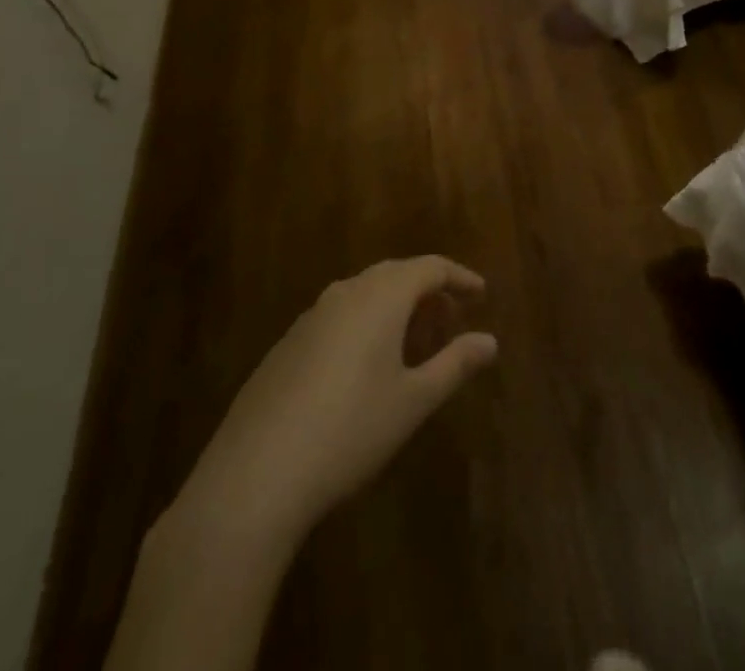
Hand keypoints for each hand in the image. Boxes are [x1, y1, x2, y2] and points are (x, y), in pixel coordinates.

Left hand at [172, 257, 498, 544]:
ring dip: (394, 308)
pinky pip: (337, 317)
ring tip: (412, 343)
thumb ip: (455, 364)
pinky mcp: (285, 346)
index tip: (481, 294)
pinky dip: (364, 325)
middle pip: (395, 274)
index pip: (430, 267)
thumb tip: (490, 341)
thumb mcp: (413, 401)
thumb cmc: (349, 431)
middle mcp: (345, 293)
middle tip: (450, 320)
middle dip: (427, 291)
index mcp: (381, 297)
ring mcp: (309, 318)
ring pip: (364, 294)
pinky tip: (364, 368)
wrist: (253, 476)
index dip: (459, 277)